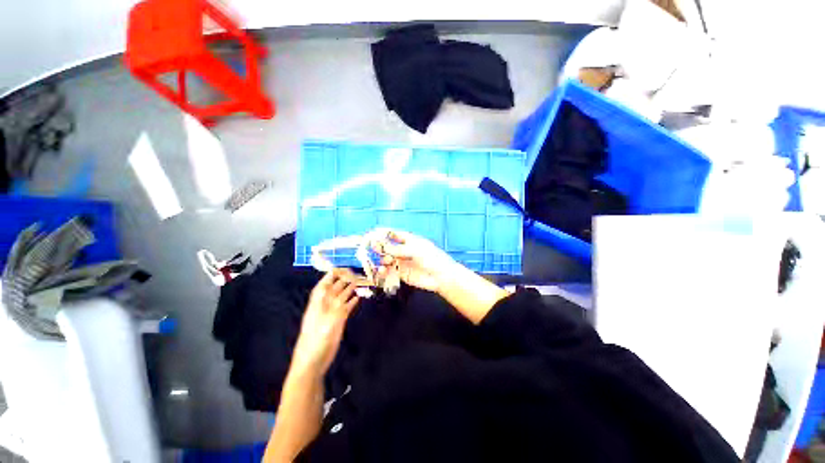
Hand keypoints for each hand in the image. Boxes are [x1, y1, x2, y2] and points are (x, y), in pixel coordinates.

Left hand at [291, 269, 359, 375]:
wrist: (312, 363)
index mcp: (318, 304)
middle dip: (343, 280)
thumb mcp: (327, 324)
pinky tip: (358, 298)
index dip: (330, 276)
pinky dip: (351, 302)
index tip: (339, 267)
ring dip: (349, 289)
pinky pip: (346, 308)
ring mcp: (332, 314)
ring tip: (359, 281)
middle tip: (354, 272)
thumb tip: (351, 299)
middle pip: (334, 289)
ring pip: (341, 297)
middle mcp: (325, 306)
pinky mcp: (338, 322)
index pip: (323, 285)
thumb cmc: (316, 343)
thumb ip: (339, 311)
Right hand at [375, 230, 457, 292]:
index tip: (372, 234)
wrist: (441, 277)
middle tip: (372, 248)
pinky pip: (389, 271)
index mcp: (408, 239)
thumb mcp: (415, 250)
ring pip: (386, 259)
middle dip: (378, 246)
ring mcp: (402, 262)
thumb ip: (398, 249)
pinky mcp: (401, 274)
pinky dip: (383, 271)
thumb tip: (382, 246)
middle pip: (387, 246)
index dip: (382, 233)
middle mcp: (403, 250)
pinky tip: (382, 271)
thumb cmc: (432, 258)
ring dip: (381, 259)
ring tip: (383, 261)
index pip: (392, 234)